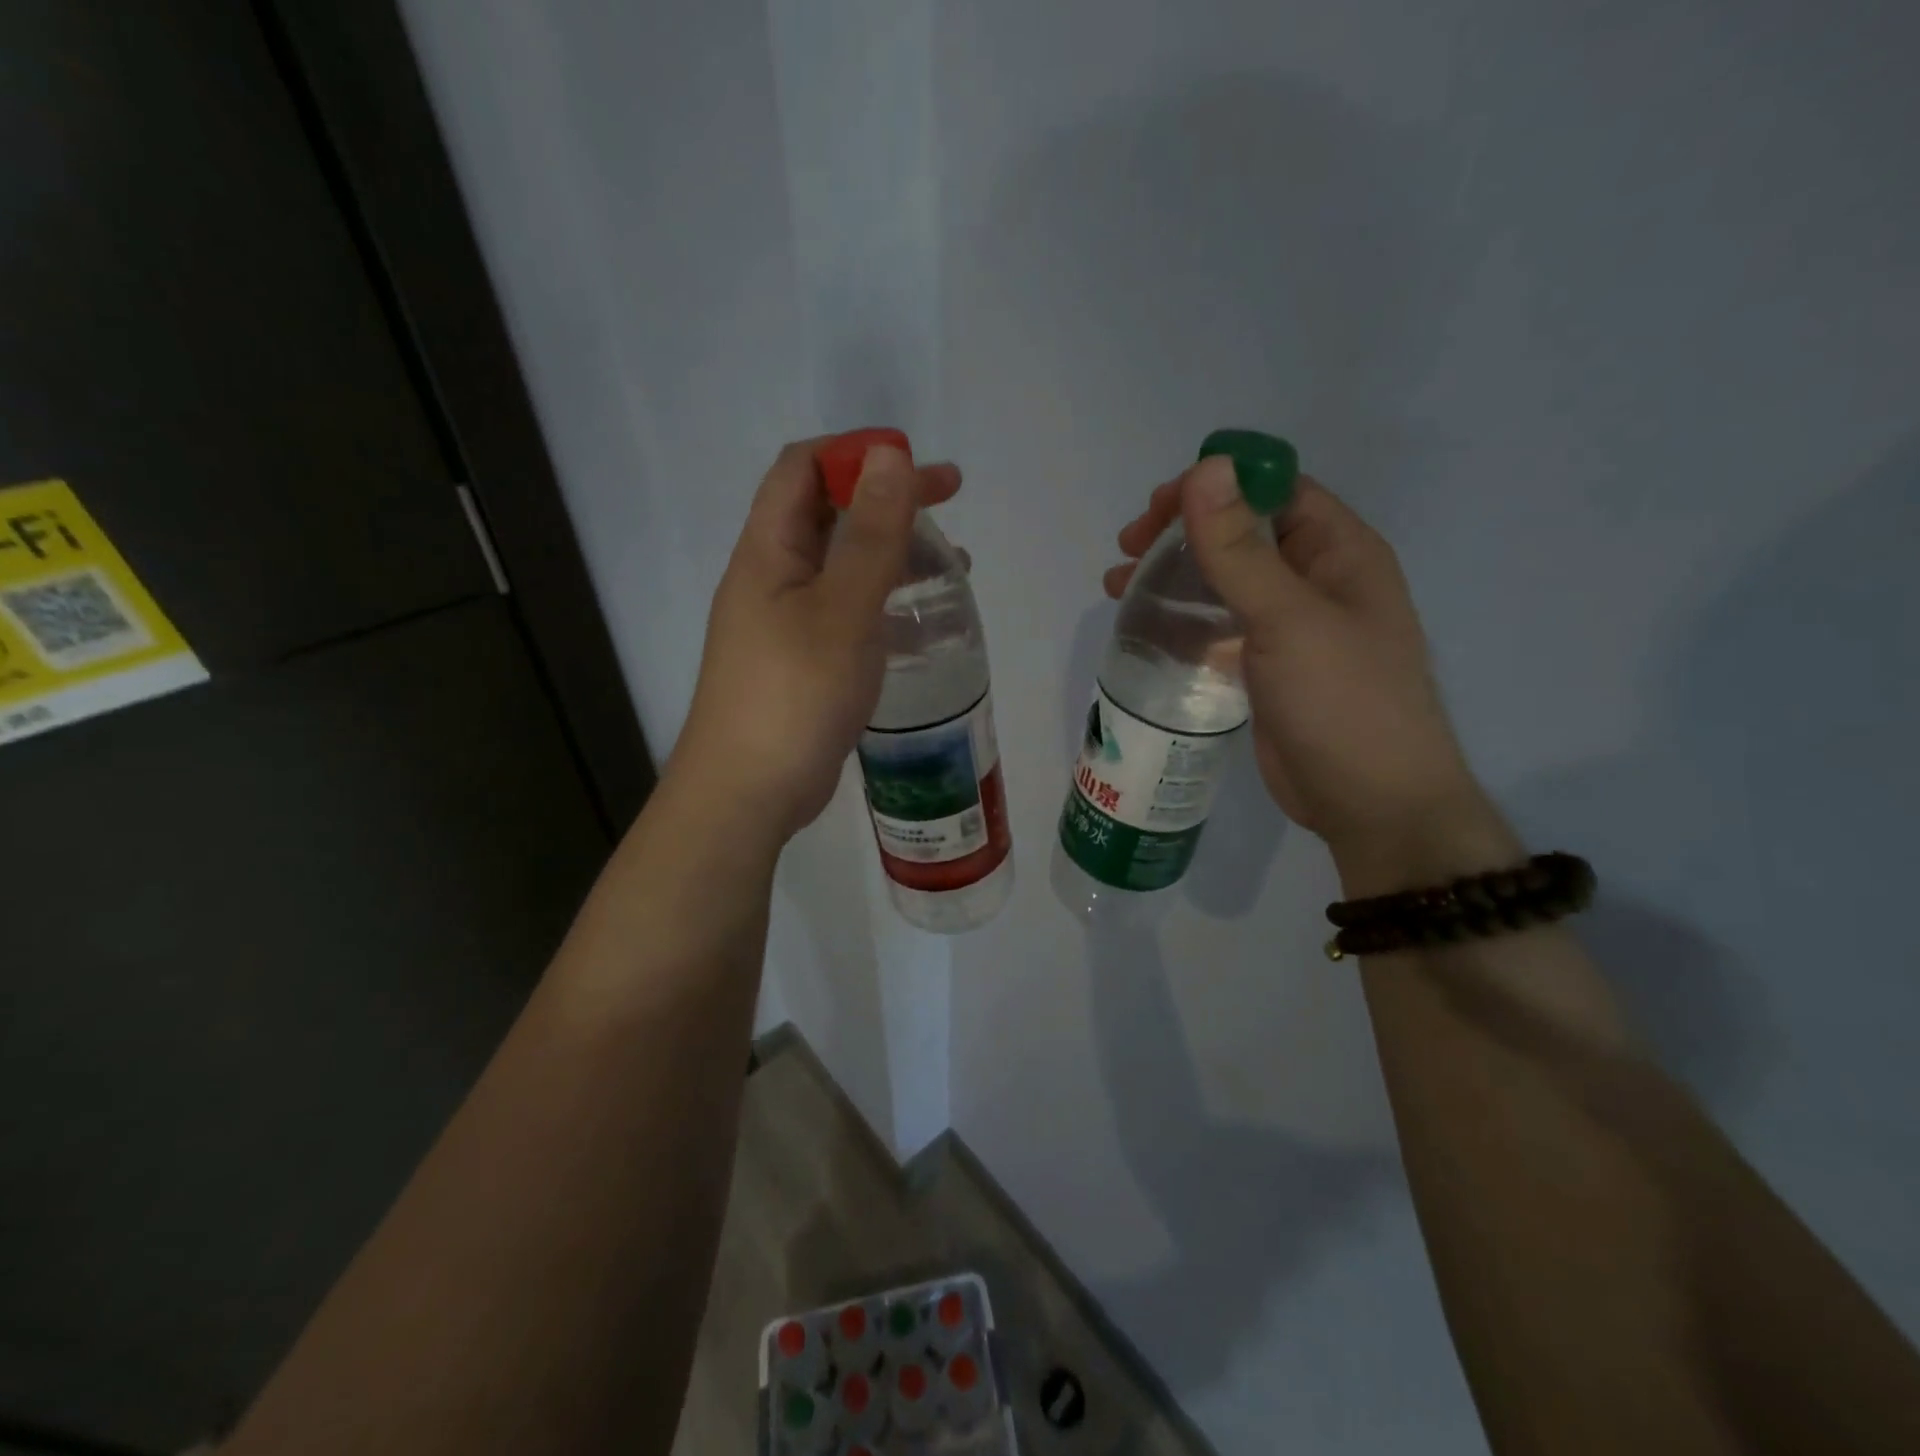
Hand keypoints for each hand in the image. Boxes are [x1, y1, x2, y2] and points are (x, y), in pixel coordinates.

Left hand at [674, 438, 960, 841]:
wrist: (748, 794)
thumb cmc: (794, 695)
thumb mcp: (842, 609)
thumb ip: (869, 534)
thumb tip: (887, 454)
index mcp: (768, 550)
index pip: (803, 468)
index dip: (857, 453)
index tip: (917, 465)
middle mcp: (772, 577)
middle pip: (828, 513)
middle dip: (888, 499)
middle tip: (950, 501)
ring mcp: (786, 622)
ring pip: (843, 566)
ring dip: (894, 554)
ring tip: (953, 568)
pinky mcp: (804, 662)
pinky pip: (848, 614)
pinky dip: (887, 605)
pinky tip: (923, 627)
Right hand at [1105, 458, 1503, 884]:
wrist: (1370, 803)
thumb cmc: (1342, 701)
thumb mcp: (1288, 618)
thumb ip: (1241, 547)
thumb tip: (1206, 466)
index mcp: (1338, 552)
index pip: (1273, 490)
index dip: (1215, 487)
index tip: (1156, 508)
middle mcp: (1314, 580)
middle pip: (1241, 533)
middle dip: (1182, 532)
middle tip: (1127, 549)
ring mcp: (1289, 627)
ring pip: (1222, 581)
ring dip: (1172, 575)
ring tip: (1117, 584)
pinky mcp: (1265, 667)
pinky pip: (1217, 626)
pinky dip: (1181, 620)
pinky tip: (1145, 627)